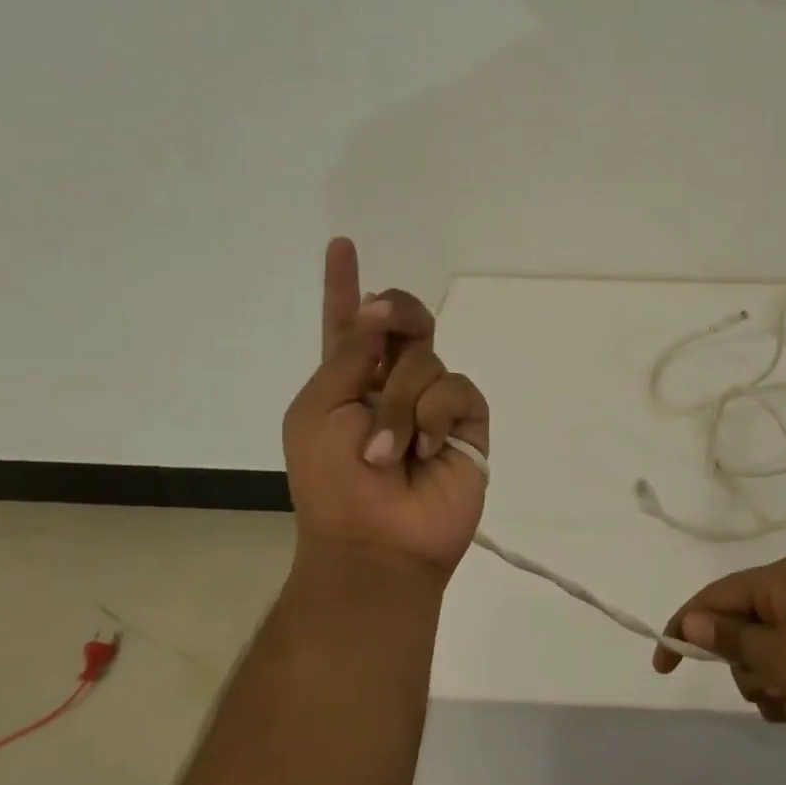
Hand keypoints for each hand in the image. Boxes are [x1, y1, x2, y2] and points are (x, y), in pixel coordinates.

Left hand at [282, 238, 489, 578]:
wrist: (377, 540)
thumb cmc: (332, 481)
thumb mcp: (319, 410)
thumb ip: (350, 353)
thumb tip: (383, 308)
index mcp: (348, 380)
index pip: (348, 323)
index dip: (344, 285)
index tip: (342, 244)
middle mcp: (392, 382)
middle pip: (405, 320)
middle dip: (397, 312)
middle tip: (386, 318)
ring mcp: (433, 400)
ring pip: (427, 360)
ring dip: (401, 404)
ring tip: (391, 452)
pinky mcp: (467, 419)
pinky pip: (457, 389)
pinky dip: (435, 416)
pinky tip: (426, 449)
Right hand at [653, 557, 785, 743]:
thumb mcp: (781, 656)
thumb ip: (732, 637)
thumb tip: (691, 617)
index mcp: (780, 579)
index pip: (714, 596)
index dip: (684, 626)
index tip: (664, 666)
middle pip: (742, 626)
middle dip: (742, 667)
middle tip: (762, 691)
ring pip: (770, 652)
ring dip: (769, 685)